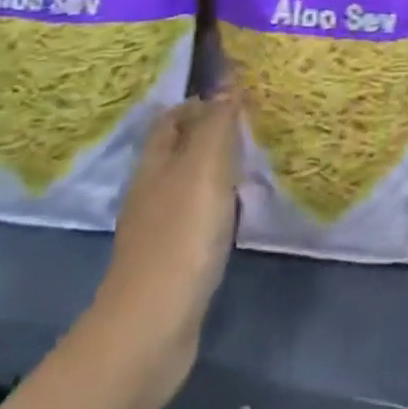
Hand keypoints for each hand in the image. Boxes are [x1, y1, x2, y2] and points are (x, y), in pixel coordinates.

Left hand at [92, 94, 240, 387]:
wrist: (151, 328)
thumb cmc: (180, 237)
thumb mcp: (204, 167)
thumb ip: (217, 123)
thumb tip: (228, 80)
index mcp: (155, 162)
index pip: (173, 117)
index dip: (201, 101)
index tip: (241, 96)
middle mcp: (152, 189)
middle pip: (180, 149)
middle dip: (212, 133)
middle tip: (255, 127)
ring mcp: (159, 228)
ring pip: (190, 183)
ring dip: (218, 170)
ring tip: (255, 163)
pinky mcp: (172, 260)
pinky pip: (198, 217)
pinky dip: (220, 206)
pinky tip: (241, 212)